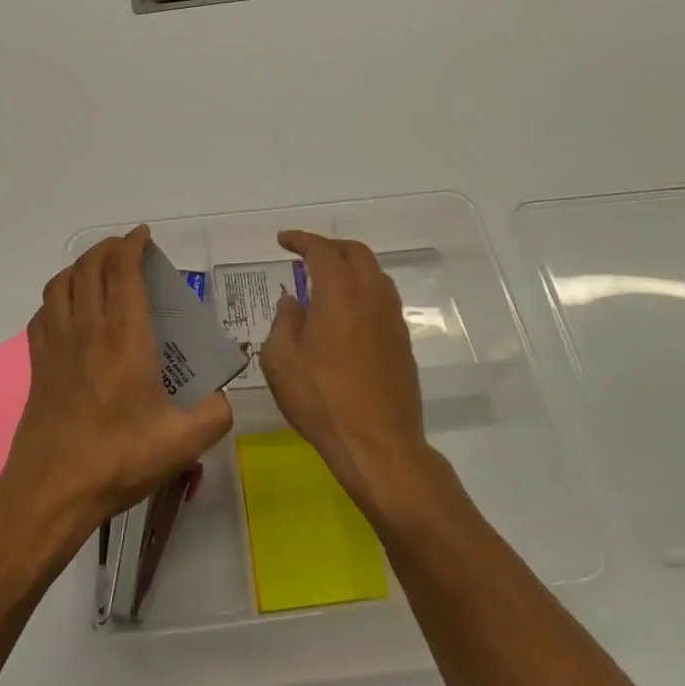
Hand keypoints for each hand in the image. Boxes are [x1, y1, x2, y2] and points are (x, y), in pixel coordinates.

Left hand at [2, 226, 233, 540]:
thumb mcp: (182, 443)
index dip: (132, 245)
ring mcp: (57, 343)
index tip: (144, 236)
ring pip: (62, 283)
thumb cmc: (118, 460)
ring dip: (81, 266)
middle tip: (127, 248)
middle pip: (90, 267)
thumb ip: (214, 415)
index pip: (123, 272)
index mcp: (124, 338)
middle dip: (108, 248)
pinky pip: (43, 312)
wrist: (53, 490)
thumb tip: (222, 398)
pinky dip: (58, 296)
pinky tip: (68, 308)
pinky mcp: (38, 362)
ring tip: (98, 269)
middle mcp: (88, 329)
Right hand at [259, 230, 432, 513]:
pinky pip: (382, 299)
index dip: (300, 240)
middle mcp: (371, 295)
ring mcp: (392, 318)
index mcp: (340, 291)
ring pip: (374, 274)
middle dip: (330, 247)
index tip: (283, 240)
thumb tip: (293, 302)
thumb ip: (284, 321)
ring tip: (327, 281)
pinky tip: (346, 313)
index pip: (321, 250)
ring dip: (350, 267)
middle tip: (307, 254)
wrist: (379, 445)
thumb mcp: (282, 360)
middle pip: (355, 253)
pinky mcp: (402, 342)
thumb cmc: (322, 399)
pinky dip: (362, 291)